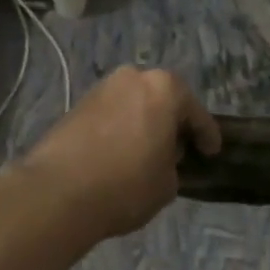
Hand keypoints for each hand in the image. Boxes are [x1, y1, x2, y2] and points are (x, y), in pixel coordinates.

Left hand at [16, 67, 221, 240]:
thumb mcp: (166, 183)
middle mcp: (134, 77)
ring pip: (135, 103)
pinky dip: (121, 127)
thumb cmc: (126, 184)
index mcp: (164, 88)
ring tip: (148, 151)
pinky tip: (121, 151)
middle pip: (163, 98)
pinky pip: (112, 113)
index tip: (212, 152)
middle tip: (179, 149)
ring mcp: (102, 88)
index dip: (207, 135)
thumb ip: (173, 164)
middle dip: (172, 121)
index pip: (196, 113)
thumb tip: (162, 157)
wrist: (57, 192)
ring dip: (144, 122)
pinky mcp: (78, 104)